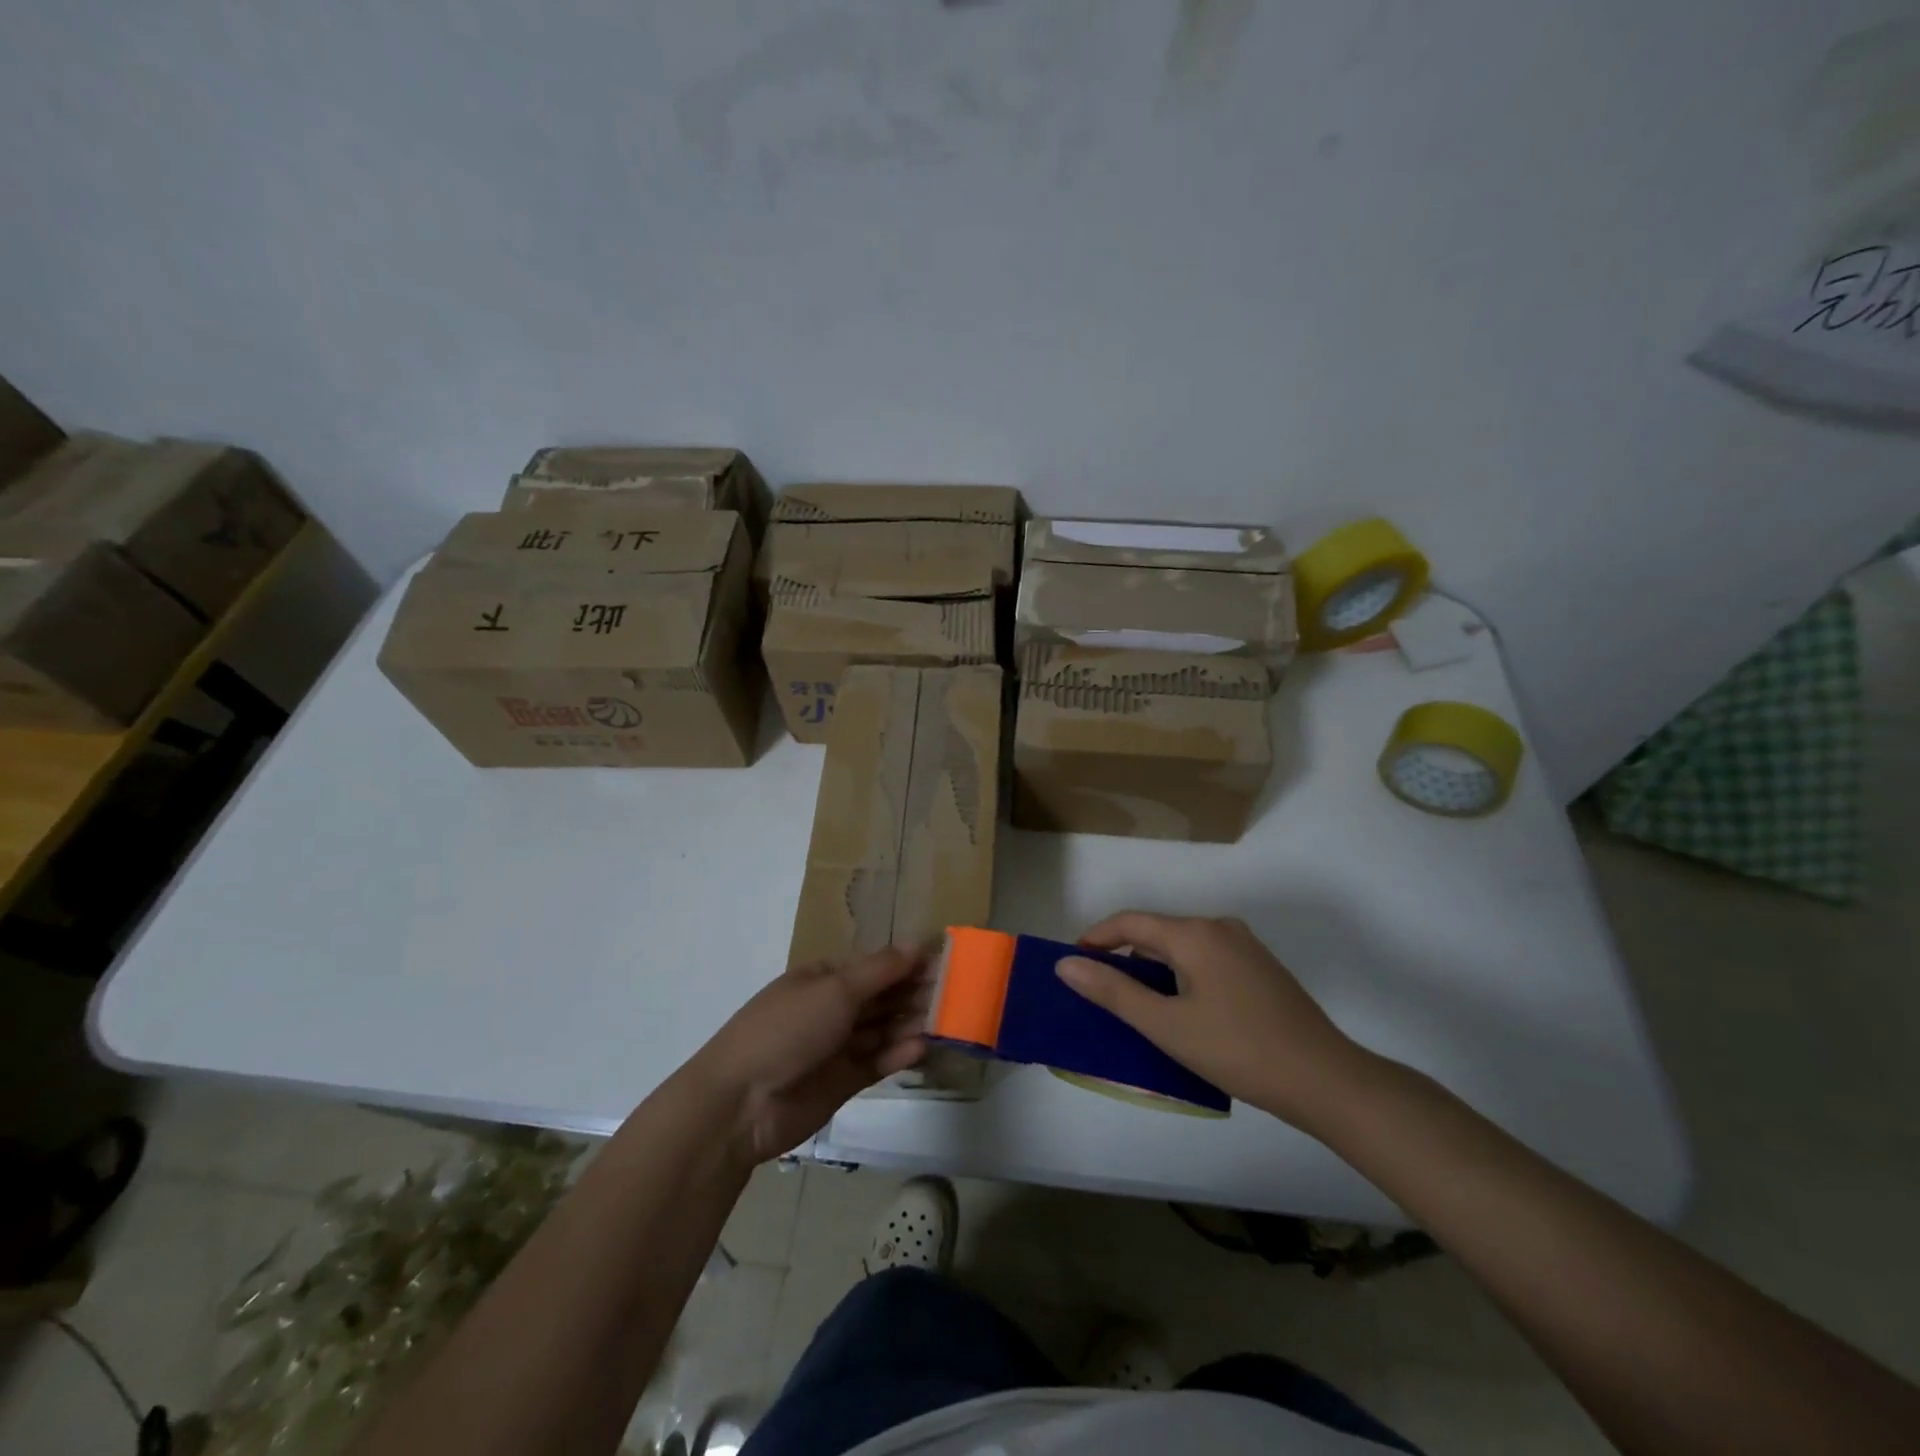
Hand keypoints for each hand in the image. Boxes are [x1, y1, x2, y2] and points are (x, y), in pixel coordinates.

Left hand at [688, 947, 929, 1162]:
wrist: (740, 1104)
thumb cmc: (786, 1030)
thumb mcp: (834, 991)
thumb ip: (880, 970)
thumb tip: (916, 943)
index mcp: (823, 979)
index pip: (873, 965)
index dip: (906, 962)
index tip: (943, 961)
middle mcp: (831, 1009)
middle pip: (881, 997)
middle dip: (914, 993)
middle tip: (954, 993)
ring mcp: (837, 1046)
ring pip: (883, 1029)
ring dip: (910, 1023)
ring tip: (944, 1021)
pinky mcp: (843, 1081)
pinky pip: (877, 1061)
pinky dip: (897, 1054)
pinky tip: (921, 1048)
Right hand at [1058, 912, 1367, 1130]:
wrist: (1325, 1080)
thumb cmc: (1237, 1050)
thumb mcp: (1166, 1025)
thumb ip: (1113, 992)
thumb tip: (1066, 964)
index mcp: (1195, 933)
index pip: (1130, 922)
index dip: (1096, 937)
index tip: (1073, 962)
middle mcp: (1220, 928)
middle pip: (1157, 933)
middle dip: (1124, 957)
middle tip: (1101, 991)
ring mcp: (1245, 947)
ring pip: (1183, 948)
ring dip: (1154, 969)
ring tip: (1137, 1006)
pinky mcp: (1261, 969)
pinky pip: (1207, 960)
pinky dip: (1182, 976)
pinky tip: (1182, 1011)